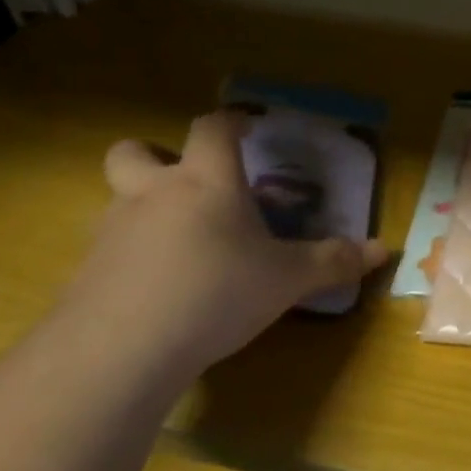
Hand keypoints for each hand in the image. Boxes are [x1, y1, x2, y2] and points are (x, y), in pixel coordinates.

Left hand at [53, 110, 387, 389]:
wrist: (122, 349)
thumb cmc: (217, 293)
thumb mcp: (287, 279)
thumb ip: (333, 261)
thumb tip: (384, 250)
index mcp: (206, 182)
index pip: (212, 128)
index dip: (230, 121)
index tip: (246, 127)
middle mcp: (153, 194)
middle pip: (135, 152)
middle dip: (156, 155)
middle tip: (186, 181)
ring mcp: (112, 231)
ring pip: (118, 199)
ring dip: (142, 207)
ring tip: (178, 242)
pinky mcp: (86, 271)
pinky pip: (109, 247)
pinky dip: (130, 255)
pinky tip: (155, 288)